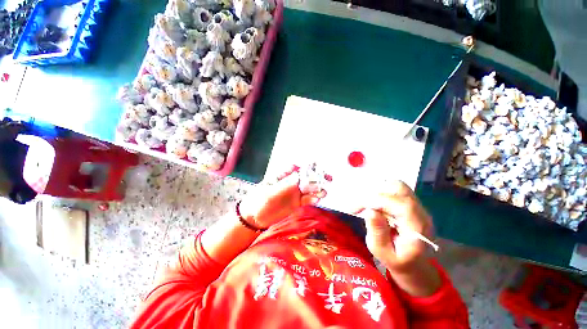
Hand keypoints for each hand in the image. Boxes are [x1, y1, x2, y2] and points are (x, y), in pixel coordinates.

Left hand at [239, 166, 324, 228]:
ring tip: (323, 192)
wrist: (254, 218)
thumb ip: (285, 185)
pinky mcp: (296, 203)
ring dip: (317, 189)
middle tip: (327, 179)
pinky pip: (307, 200)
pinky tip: (317, 200)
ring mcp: (294, 193)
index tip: (316, 170)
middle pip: (306, 178)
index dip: (307, 168)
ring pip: (308, 189)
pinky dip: (313, 199)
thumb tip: (299, 175)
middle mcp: (290, 183)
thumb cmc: (258, 201)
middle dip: (317, 178)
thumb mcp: (270, 192)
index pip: (297, 169)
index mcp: (282, 176)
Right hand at [355, 180, 432, 271]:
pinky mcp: (410, 203)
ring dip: (377, 192)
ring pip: (396, 186)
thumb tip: (370, 211)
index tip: (358, 207)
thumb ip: (377, 232)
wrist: (414, 265)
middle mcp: (421, 212)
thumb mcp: (382, 253)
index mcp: (418, 228)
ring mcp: (417, 206)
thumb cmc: (397, 261)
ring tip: (367, 204)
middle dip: (376, 194)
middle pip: (400, 189)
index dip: (378, 201)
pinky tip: (374, 204)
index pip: (401, 204)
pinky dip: (381, 193)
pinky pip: (394, 190)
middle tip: (361, 206)